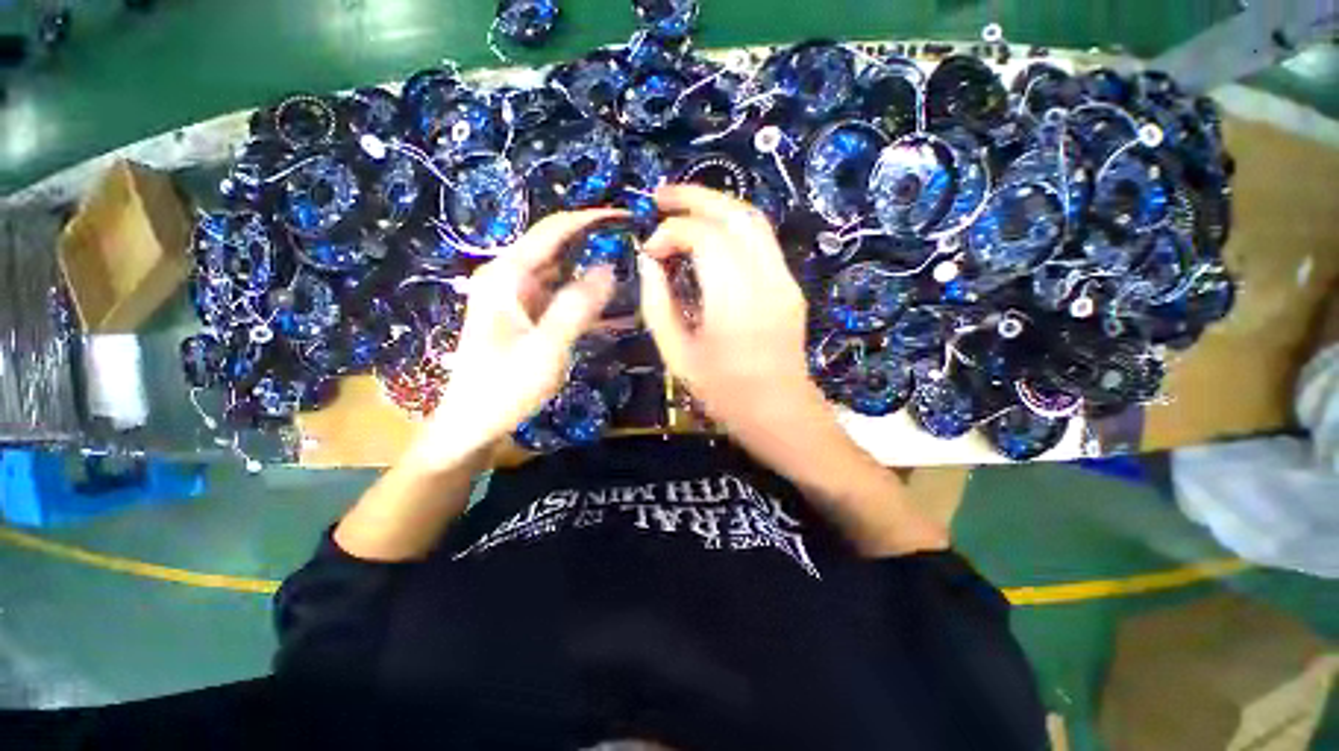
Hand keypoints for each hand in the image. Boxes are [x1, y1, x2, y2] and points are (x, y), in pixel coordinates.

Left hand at [406, 209, 620, 470]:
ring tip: (634, 273)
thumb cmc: (504, 387)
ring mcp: (520, 298)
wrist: (474, 423)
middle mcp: (511, 278)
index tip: (627, 217)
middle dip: (597, 244)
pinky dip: (588, 300)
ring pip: (564, 273)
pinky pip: (564, 298)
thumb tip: (609, 267)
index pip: (553, 231)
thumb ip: (577, 306)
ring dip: (595, 272)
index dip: (590, 219)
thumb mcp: (546, 348)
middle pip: (559, 248)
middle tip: (638, 248)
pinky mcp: (529, 317)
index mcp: (507, 275)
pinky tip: (615, 307)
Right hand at [638, 185, 827, 438]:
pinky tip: (710, 236)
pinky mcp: (791, 286)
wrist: (780, 413)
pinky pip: (762, 242)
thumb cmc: (724, 393)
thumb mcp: (676, 355)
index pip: (703, 237)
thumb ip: (657, 303)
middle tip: (660, 197)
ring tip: (682, 208)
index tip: (650, 252)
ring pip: (754, 220)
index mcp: (734, 300)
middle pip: (735, 214)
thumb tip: (649, 262)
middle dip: (695, 197)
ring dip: (717, 206)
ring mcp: (785, 280)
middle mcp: (766, 280)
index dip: (670, 233)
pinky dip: (733, 228)